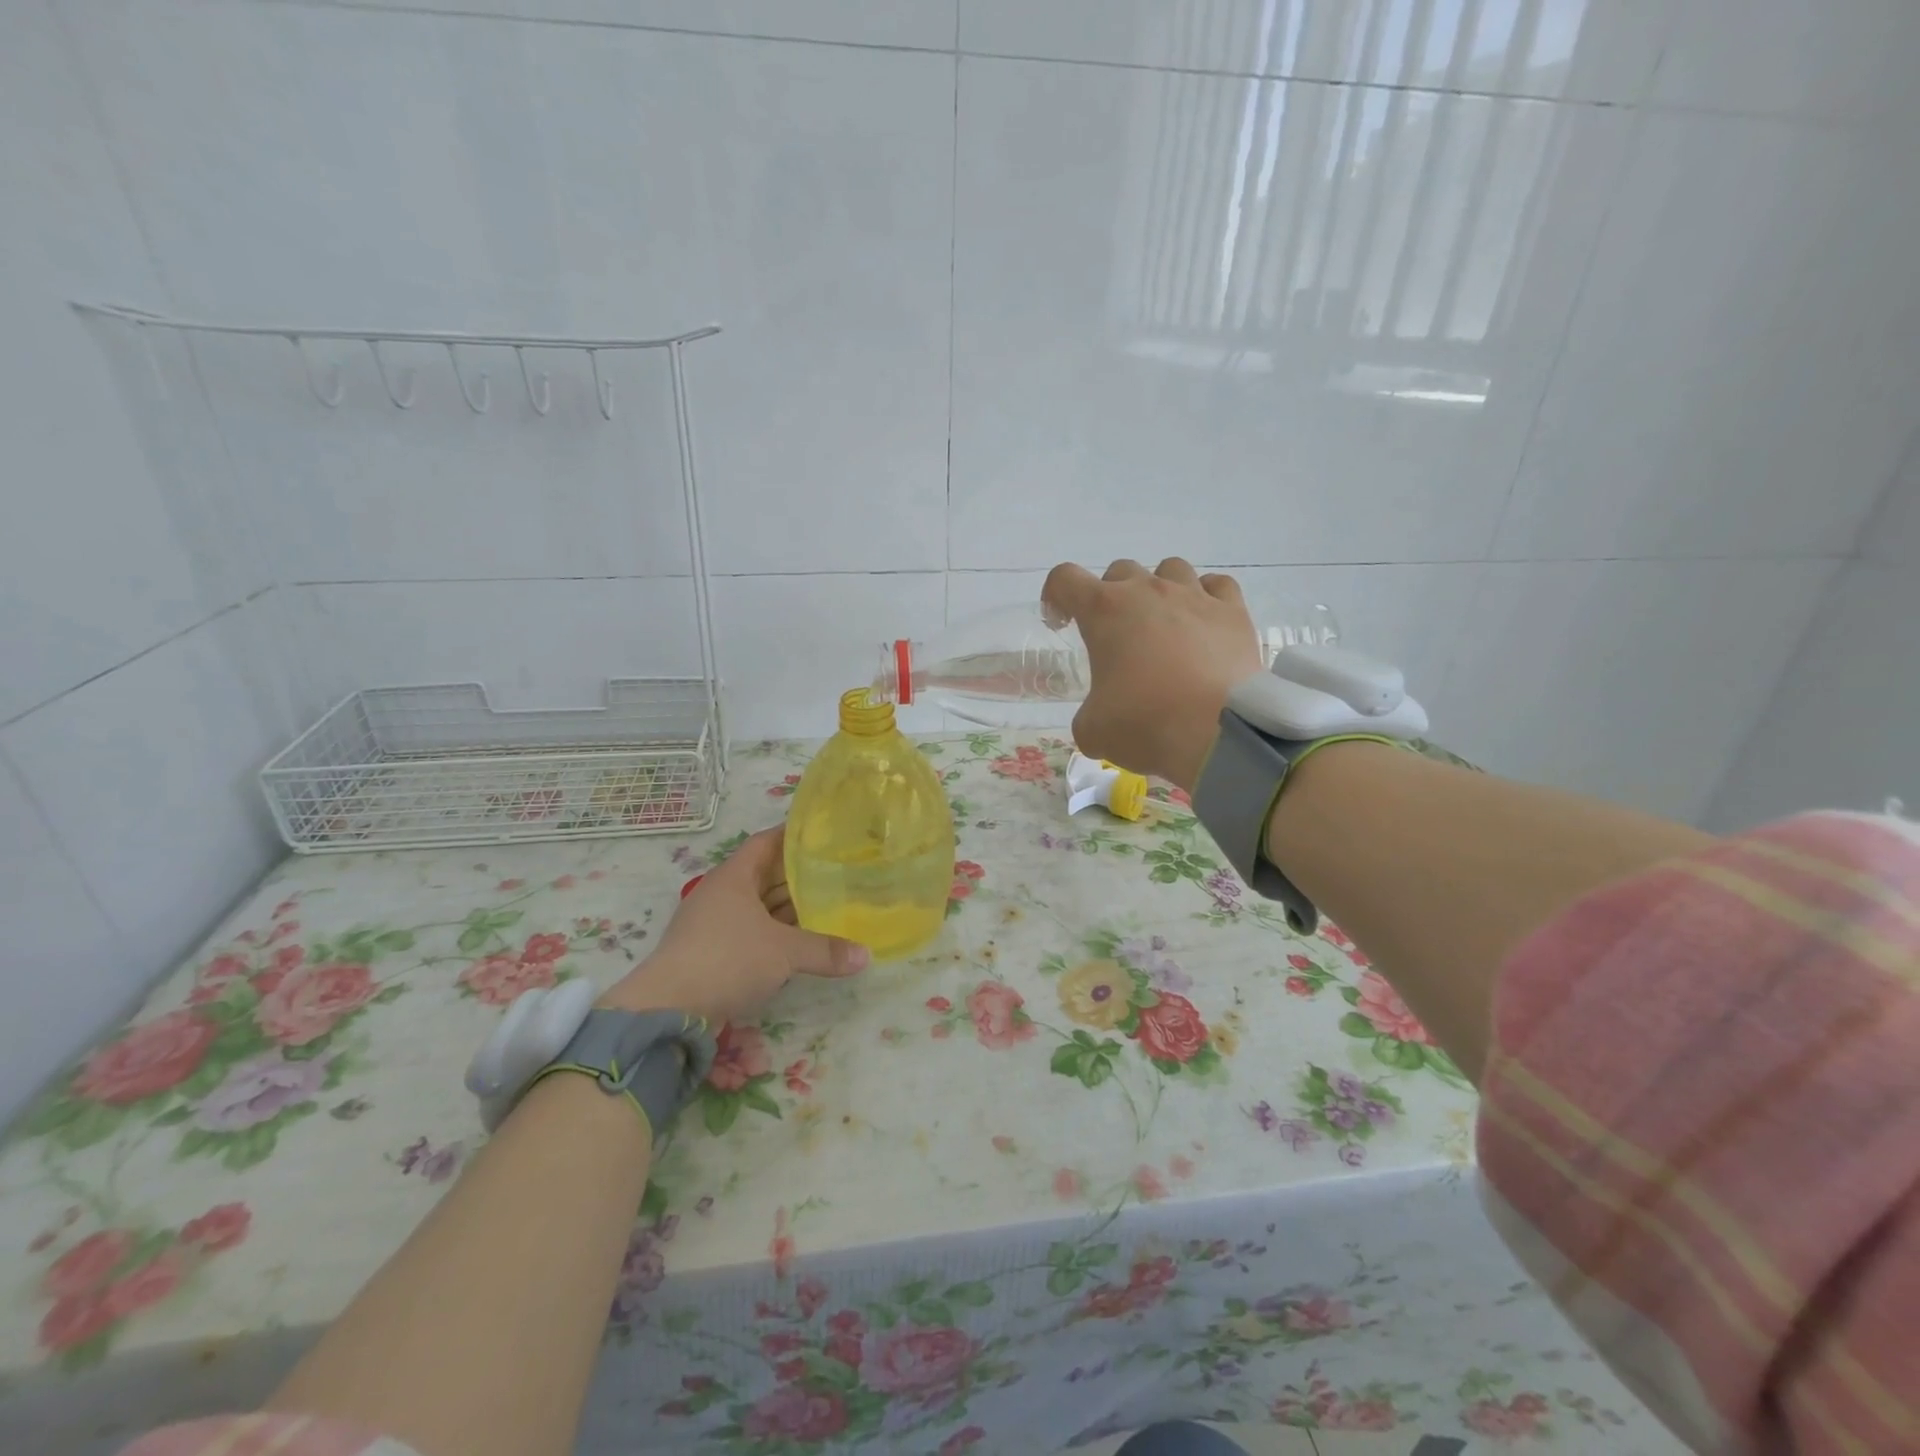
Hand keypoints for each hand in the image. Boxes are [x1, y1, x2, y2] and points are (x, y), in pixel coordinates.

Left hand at [598, 826, 868, 1024]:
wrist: (668, 1009)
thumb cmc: (727, 959)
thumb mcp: (784, 952)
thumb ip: (826, 950)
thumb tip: (866, 957)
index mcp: (734, 876)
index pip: (767, 842)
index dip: (794, 835)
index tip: (825, 834)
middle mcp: (723, 893)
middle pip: (766, 874)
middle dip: (800, 875)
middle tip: (839, 871)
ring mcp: (715, 924)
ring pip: (761, 906)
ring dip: (790, 908)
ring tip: (830, 905)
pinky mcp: (713, 952)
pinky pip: (754, 932)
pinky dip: (778, 933)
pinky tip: (803, 941)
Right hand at [1043, 557, 1262, 790]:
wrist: (1219, 733)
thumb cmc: (1144, 723)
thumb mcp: (1093, 730)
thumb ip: (1088, 713)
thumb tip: (1099, 718)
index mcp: (1104, 611)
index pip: (1065, 578)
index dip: (1056, 597)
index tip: (1062, 623)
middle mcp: (1148, 591)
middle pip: (1120, 571)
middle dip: (1111, 597)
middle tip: (1116, 636)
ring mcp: (1194, 596)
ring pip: (1170, 568)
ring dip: (1159, 590)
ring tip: (1163, 625)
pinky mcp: (1233, 612)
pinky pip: (1217, 586)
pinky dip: (1206, 598)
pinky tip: (1204, 624)